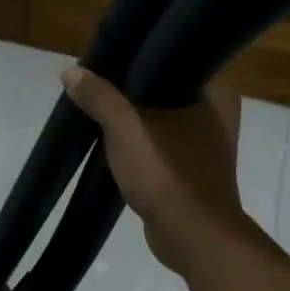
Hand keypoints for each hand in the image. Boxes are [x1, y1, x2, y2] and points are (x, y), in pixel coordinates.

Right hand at [62, 66, 247, 274]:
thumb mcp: (125, 128)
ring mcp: (208, 144)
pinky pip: (162, 145)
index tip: (108, 56)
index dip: (139, 55)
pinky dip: (141, 144)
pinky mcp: (194, 170)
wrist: (193, 236)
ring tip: (98, 109)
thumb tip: (70, 72)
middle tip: (96, 82)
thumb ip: (99, 97)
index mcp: (217, 88)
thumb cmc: (168, 173)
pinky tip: (114, 143)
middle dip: (131, 89)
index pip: (175, 55)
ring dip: (134, 118)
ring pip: (162, 118)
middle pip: (165, 87)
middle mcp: (219, 111)